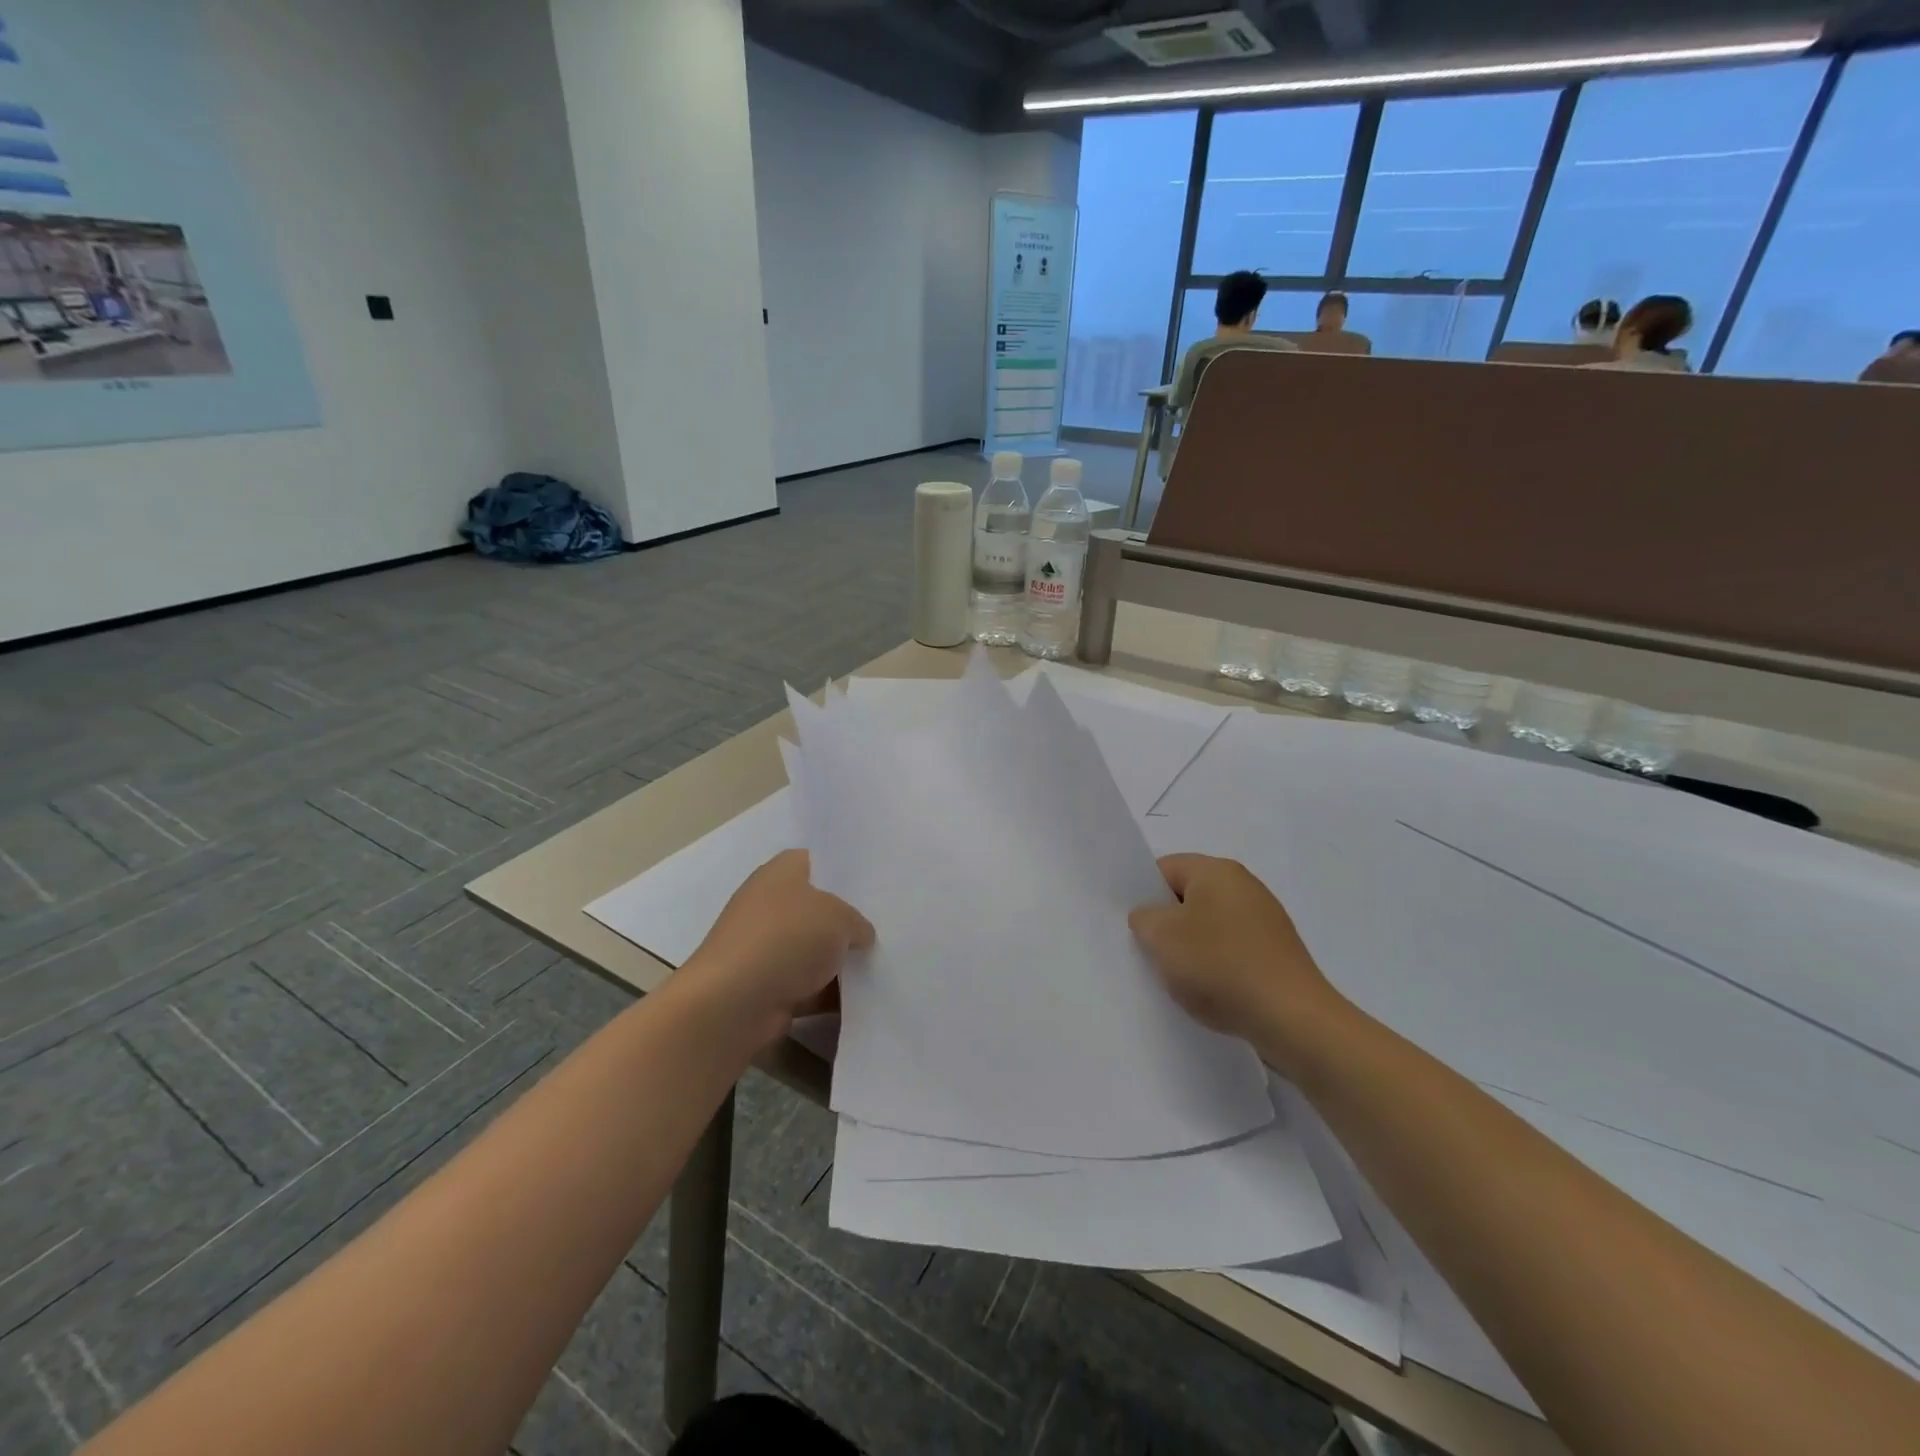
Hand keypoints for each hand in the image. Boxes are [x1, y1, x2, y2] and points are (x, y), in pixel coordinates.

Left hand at [683, 849, 873, 1040]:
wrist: (733, 1004)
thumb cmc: (786, 939)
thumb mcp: (839, 917)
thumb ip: (857, 921)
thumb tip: (860, 935)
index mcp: (781, 873)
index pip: (817, 861)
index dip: (844, 871)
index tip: (876, 884)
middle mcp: (769, 905)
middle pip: (818, 908)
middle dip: (848, 919)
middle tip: (887, 926)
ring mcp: (766, 948)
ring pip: (815, 949)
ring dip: (840, 960)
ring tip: (884, 963)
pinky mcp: (767, 986)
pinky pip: (809, 984)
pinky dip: (829, 992)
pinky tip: (864, 997)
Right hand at [1128, 854, 1346, 1062]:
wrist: (1291, 1018)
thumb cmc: (1219, 965)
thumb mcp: (1160, 936)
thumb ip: (1143, 917)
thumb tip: (1151, 917)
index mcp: (1217, 871)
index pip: (1165, 868)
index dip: (1142, 893)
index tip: (1133, 925)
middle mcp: (1245, 886)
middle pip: (1188, 897)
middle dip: (1166, 923)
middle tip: (1149, 952)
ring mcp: (1265, 921)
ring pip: (1209, 926)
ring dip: (1191, 949)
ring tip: (1179, 978)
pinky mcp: (1277, 953)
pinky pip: (1232, 950)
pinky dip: (1216, 966)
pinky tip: (1210, 992)